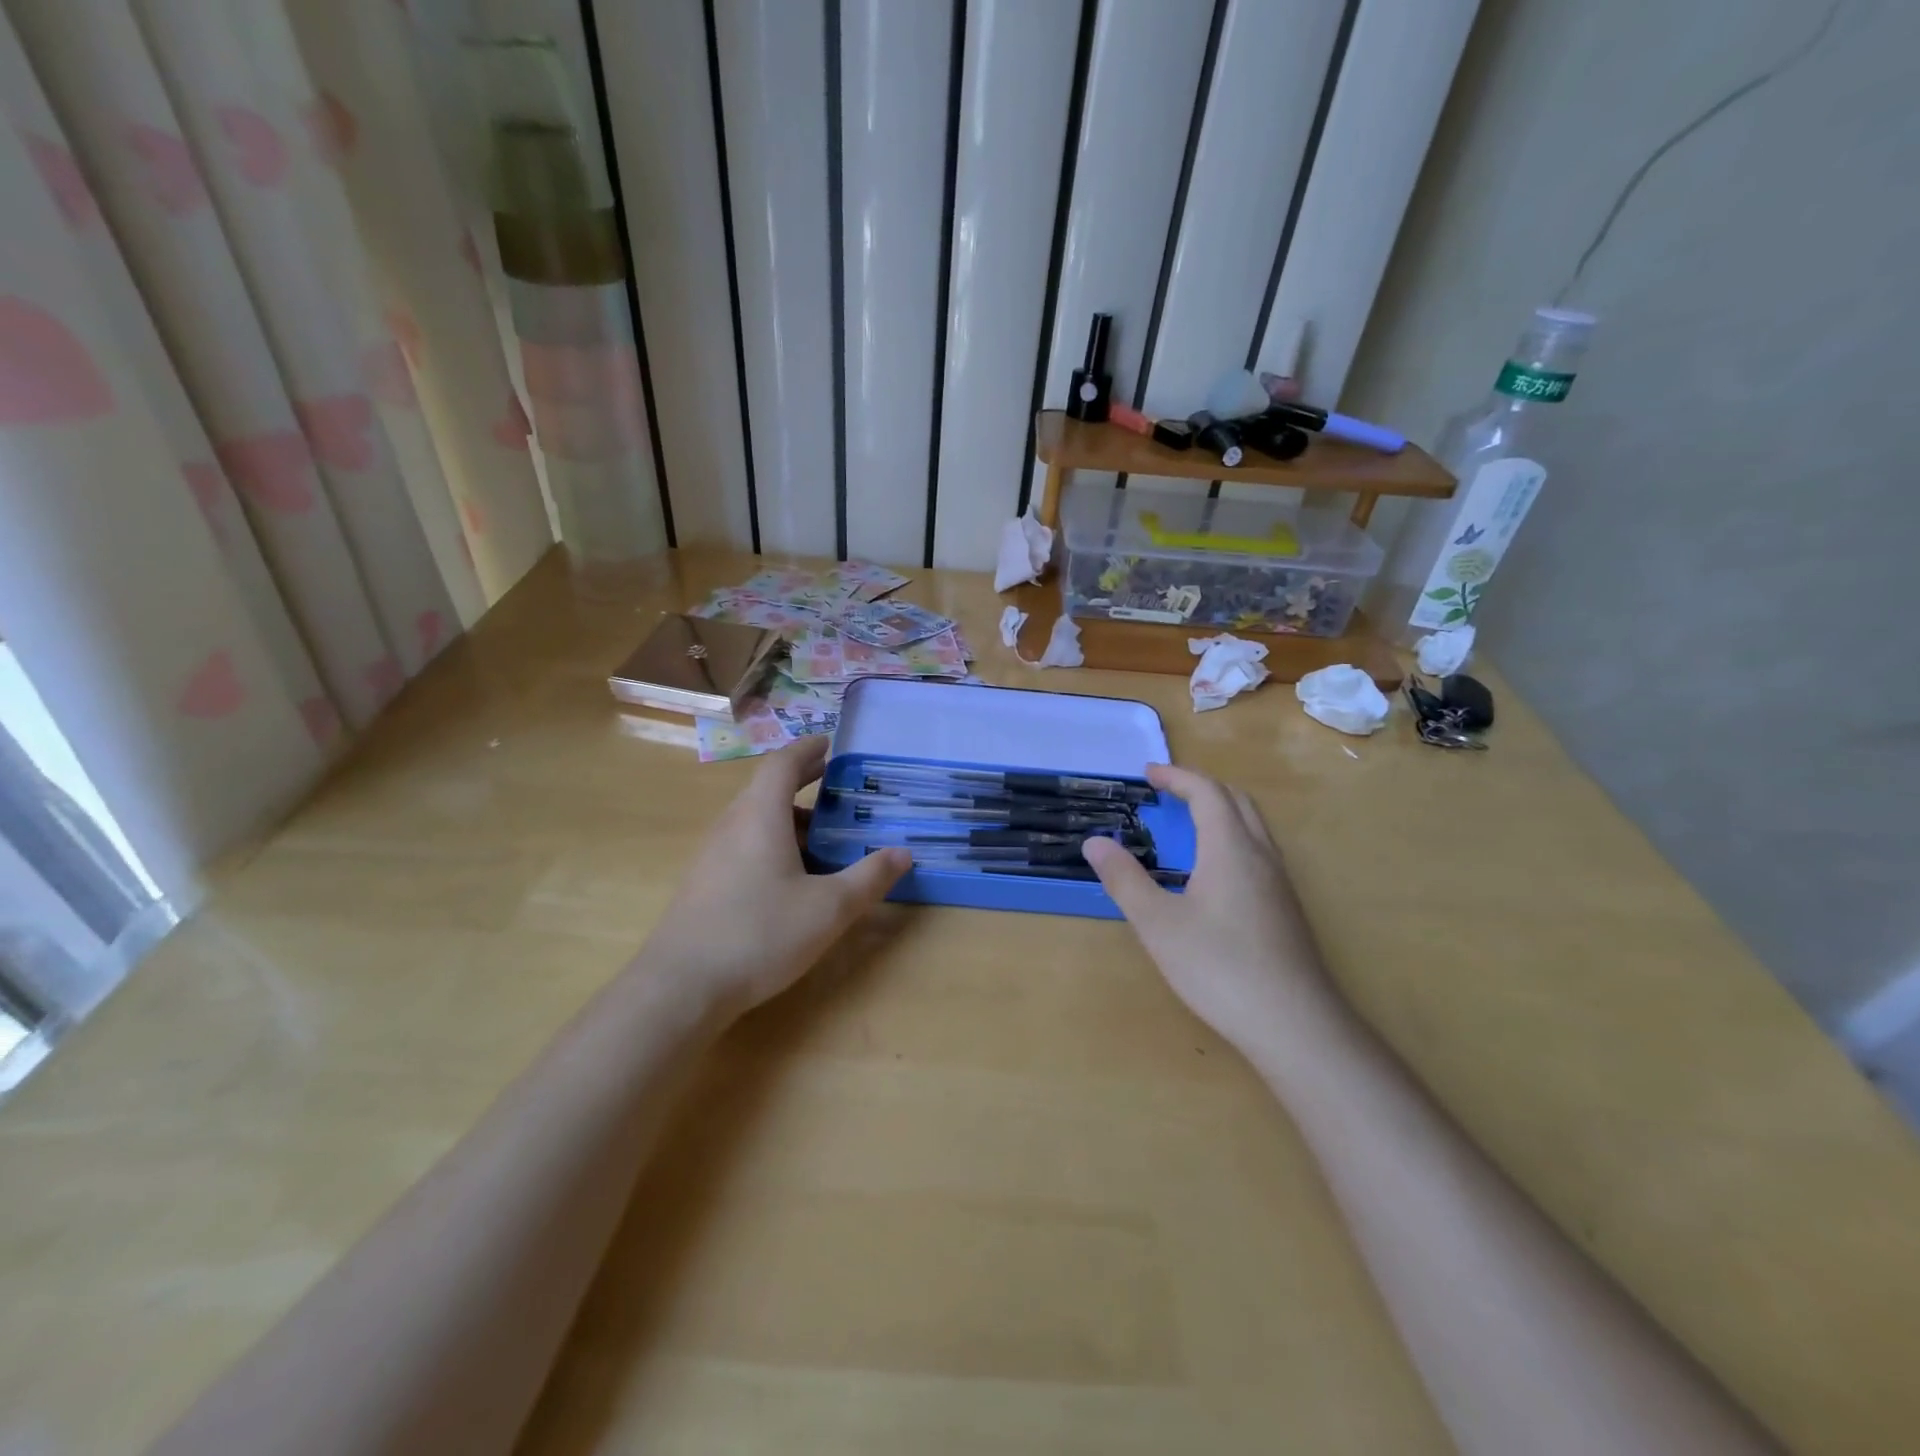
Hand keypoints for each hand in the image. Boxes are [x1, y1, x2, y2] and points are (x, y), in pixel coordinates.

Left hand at [637, 738, 909, 1016]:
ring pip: (755, 819)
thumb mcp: (829, 908)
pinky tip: (792, 877)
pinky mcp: (704, 882)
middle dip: (804, 784)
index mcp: (760, 816)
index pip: (782, 763)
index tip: (831, 745)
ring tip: (824, 837)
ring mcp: (712, 854)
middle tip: (840, 789)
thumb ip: (869, 877)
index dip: (808, 749)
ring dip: (790, 818)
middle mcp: (732, 824)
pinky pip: (744, 844)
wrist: (681, 986)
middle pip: (768, 789)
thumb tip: (903, 853)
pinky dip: (773, 843)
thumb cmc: (760, 934)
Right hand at [1081, 764, 1346, 1056]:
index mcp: (1230, 848)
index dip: (1176, 777)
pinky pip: (1259, 852)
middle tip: (1167, 793)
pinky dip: (1232, 838)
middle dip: (1201, 787)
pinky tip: (1213, 873)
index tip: (1148, 773)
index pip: (1207, 792)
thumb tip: (1095, 842)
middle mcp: (1261, 855)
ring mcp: (1280, 883)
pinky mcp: (1286, 909)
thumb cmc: (1219, 968)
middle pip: (1237, 800)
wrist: (1295, 1025)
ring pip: (1253, 826)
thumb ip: (1125, 879)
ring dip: (1220, 811)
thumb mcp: (1158, 924)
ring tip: (1187, 825)